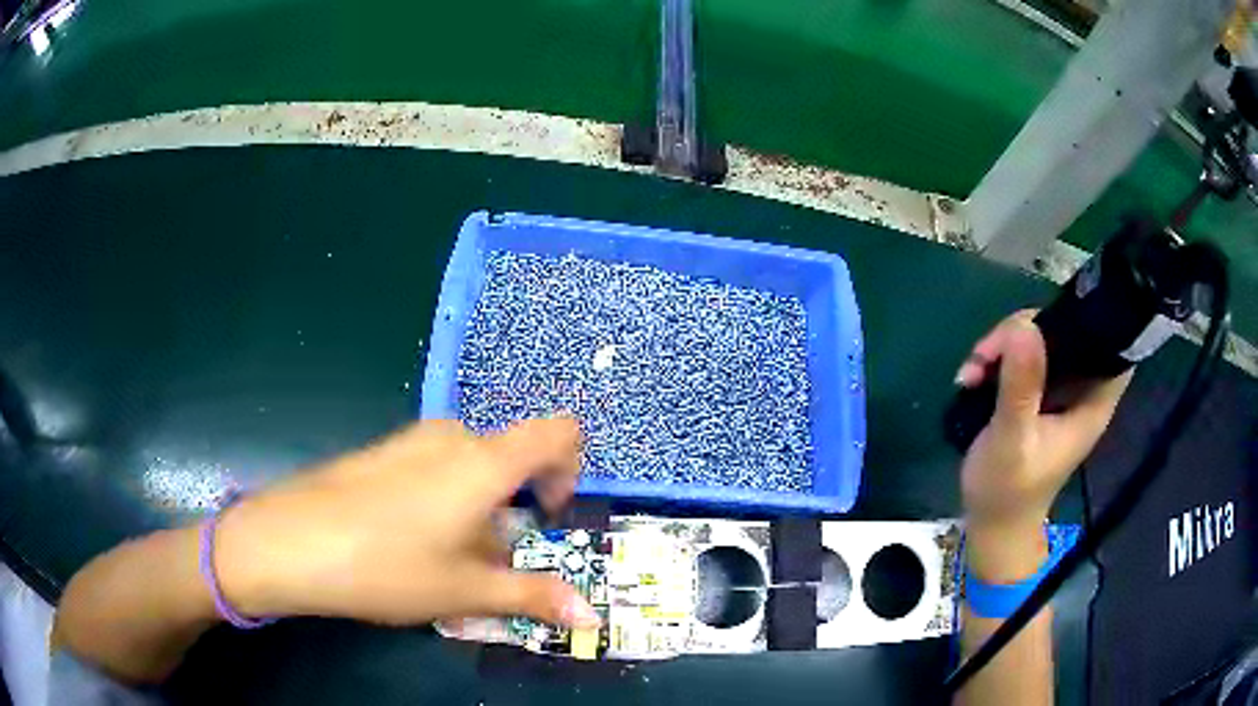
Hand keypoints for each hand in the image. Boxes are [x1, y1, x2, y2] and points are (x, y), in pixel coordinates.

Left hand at [214, 417, 599, 628]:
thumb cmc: (387, 566)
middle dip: (515, 509)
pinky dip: (444, 500)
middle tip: (490, 560)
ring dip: (478, 509)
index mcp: (483, 461)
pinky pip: (434, 466)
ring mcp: (410, 440)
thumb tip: (591, 615)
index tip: (547, 517)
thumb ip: (533, 596)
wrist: (290, 541)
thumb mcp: (465, 590)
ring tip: (446, 558)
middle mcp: (452, 437)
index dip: (570, 469)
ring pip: (470, 467)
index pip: (558, 432)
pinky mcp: (382, 452)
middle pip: (511, 458)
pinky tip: (407, 542)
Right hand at [956, 311, 1130, 533]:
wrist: (991, 525)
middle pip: (1066, 331)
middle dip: (1026, 330)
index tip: (1060, 309)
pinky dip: (996, 360)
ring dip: (1003, 346)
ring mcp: (1056, 391)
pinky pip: (1021, 357)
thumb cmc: (1008, 491)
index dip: (1096, 318)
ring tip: (972, 372)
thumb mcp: (1012, 439)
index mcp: (1090, 401)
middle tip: (988, 353)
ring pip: (1039, 340)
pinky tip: (971, 378)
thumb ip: (1021, 386)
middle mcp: (1078, 389)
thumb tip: (1023, 327)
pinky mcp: (1035, 395)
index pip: (1112, 345)